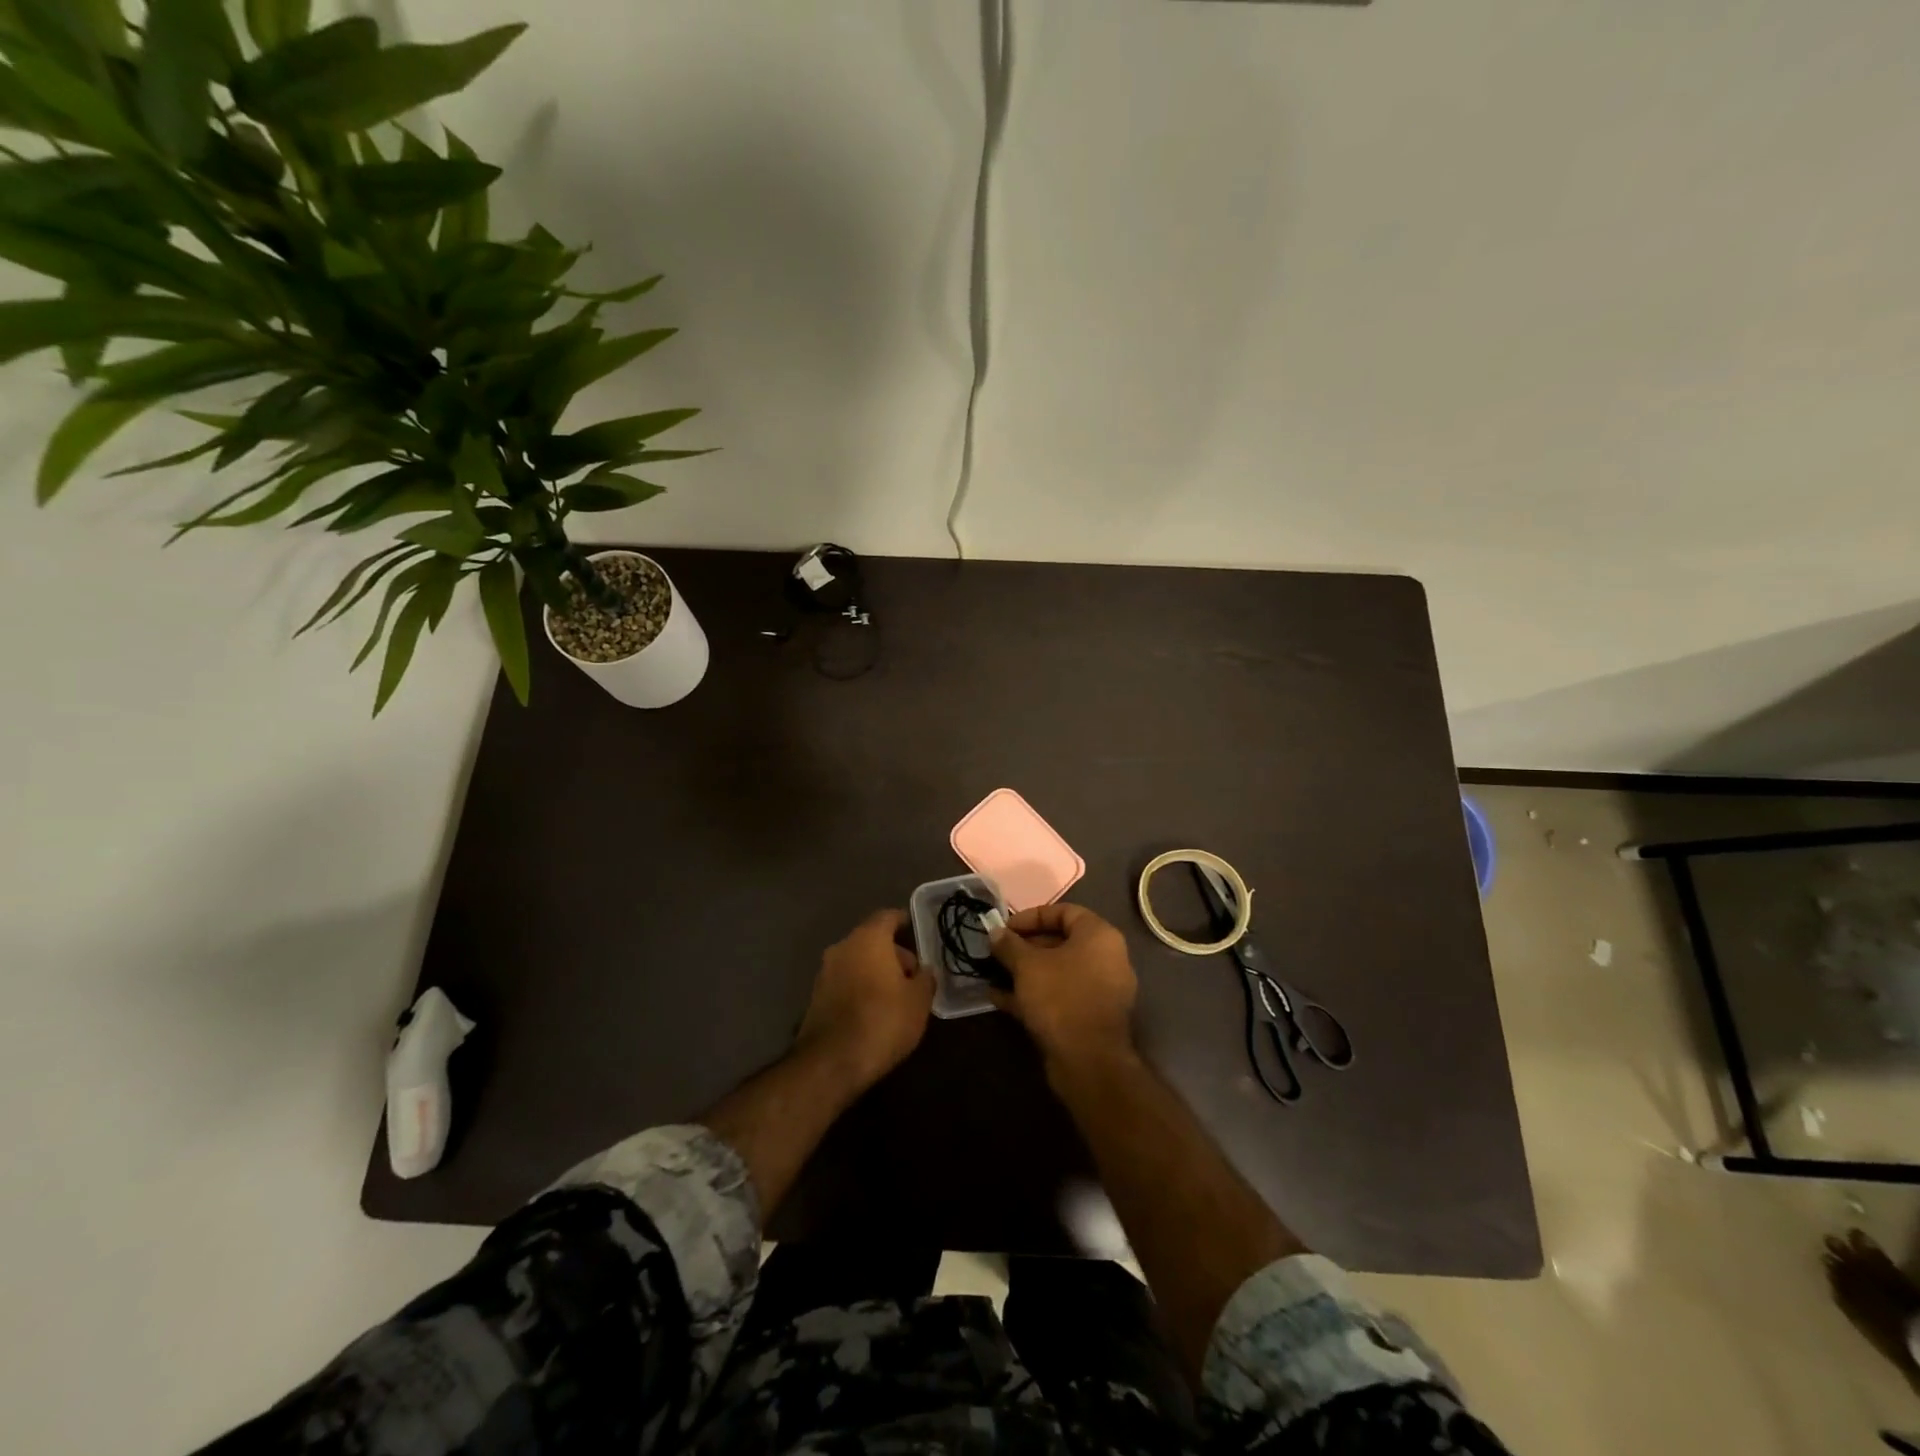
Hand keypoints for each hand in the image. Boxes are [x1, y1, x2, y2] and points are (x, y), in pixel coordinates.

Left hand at [797, 910, 934, 1088]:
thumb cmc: (883, 1020)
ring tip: (895, 997)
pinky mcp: (815, 997)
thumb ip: (925, 979)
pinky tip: (873, 1011)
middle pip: (871, 939)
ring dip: (874, 971)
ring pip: (856, 961)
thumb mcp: (919, 1001)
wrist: (831, 1062)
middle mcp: (842, 947)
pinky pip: (844, 981)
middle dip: (892, 953)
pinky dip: (859, 988)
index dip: (903, 921)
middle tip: (912, 976)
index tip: (915, 931)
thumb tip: (924, 970)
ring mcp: (825, 972)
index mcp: (868, 938)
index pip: (887, 916)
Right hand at [990, 903, 1137, 1067]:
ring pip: (1056, 972)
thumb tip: (995, 932)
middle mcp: (1105, 958)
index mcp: (1098, 936)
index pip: (1063, 912)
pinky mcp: (1089, 1016)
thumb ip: (1009, 945)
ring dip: (1024, 972)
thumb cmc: (1060, 998)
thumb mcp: (1027, 965)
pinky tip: (1000, 999)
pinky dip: (1032, 994)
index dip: (1031, 916)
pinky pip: (1058, 995)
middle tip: (996, 952)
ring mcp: (1099, 990)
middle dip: (1024, 947)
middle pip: (1059, 942)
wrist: (1088, 1062)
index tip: (1005, 928)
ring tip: (992, 974)